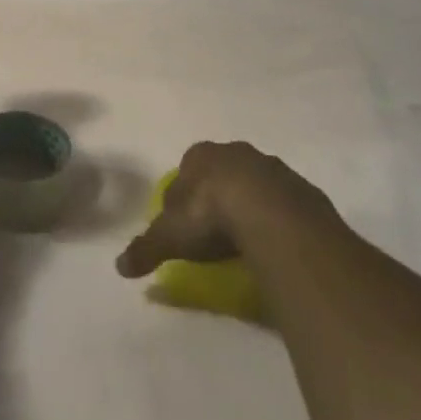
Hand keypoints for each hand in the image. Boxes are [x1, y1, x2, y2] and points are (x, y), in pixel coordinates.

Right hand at [116, 141, 334, 277]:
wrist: (272, 215)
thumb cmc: (210, 215)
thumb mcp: (169, 236)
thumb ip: (145, 248)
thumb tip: (119, 267)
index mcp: (201, 155)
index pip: (186, 171)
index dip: (183, 195)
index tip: (184, 222)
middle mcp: (236, 153)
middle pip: (222, 173)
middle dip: (218, 195)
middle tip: (214, 231)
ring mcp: (273, 167)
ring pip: (256, 185)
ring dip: (251, 206)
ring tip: (245, 241)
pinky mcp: (302, 189)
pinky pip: (284, 204)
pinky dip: (277, 220)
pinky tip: (273, 244)